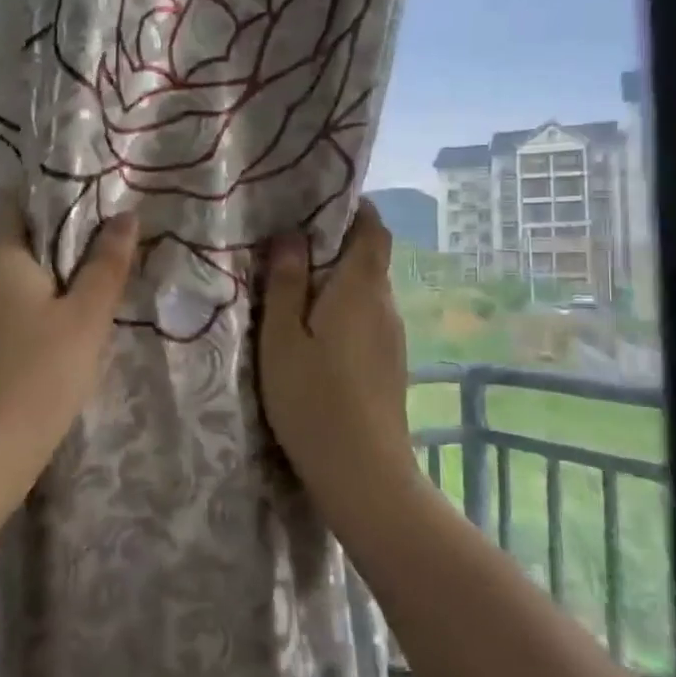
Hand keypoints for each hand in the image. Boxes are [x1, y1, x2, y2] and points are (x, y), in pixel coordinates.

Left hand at [0, 192, 138, 481]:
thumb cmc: (38, 375)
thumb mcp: (85, 319)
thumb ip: (105, 265)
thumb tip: (125, 216)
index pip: (16, 204)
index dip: (51, 194)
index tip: (93, 199)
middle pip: (17, 243)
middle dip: (60, 241)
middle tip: (108, 243)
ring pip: (13, 283)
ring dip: (49, 280)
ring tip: (94, 286)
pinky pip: (5, 314)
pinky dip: (34, 311)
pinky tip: (62, 332)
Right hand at [258, 200, 419, 517]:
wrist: (363, 472)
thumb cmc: (312, 398)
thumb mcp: (282, 337)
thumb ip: (286, 283)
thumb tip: (292, 234)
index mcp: (360, 289)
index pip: (373, 229)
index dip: (354, 209)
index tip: (319, 204)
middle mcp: (385, 305)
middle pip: (370, 259)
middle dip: (337, 246)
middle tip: (291, 247)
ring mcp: (393, 338)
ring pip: (367, 292)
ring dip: (338, 282)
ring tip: (296, 289)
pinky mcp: (390, 365)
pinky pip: (368, 320)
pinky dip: (344, 311)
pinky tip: (317, 334)